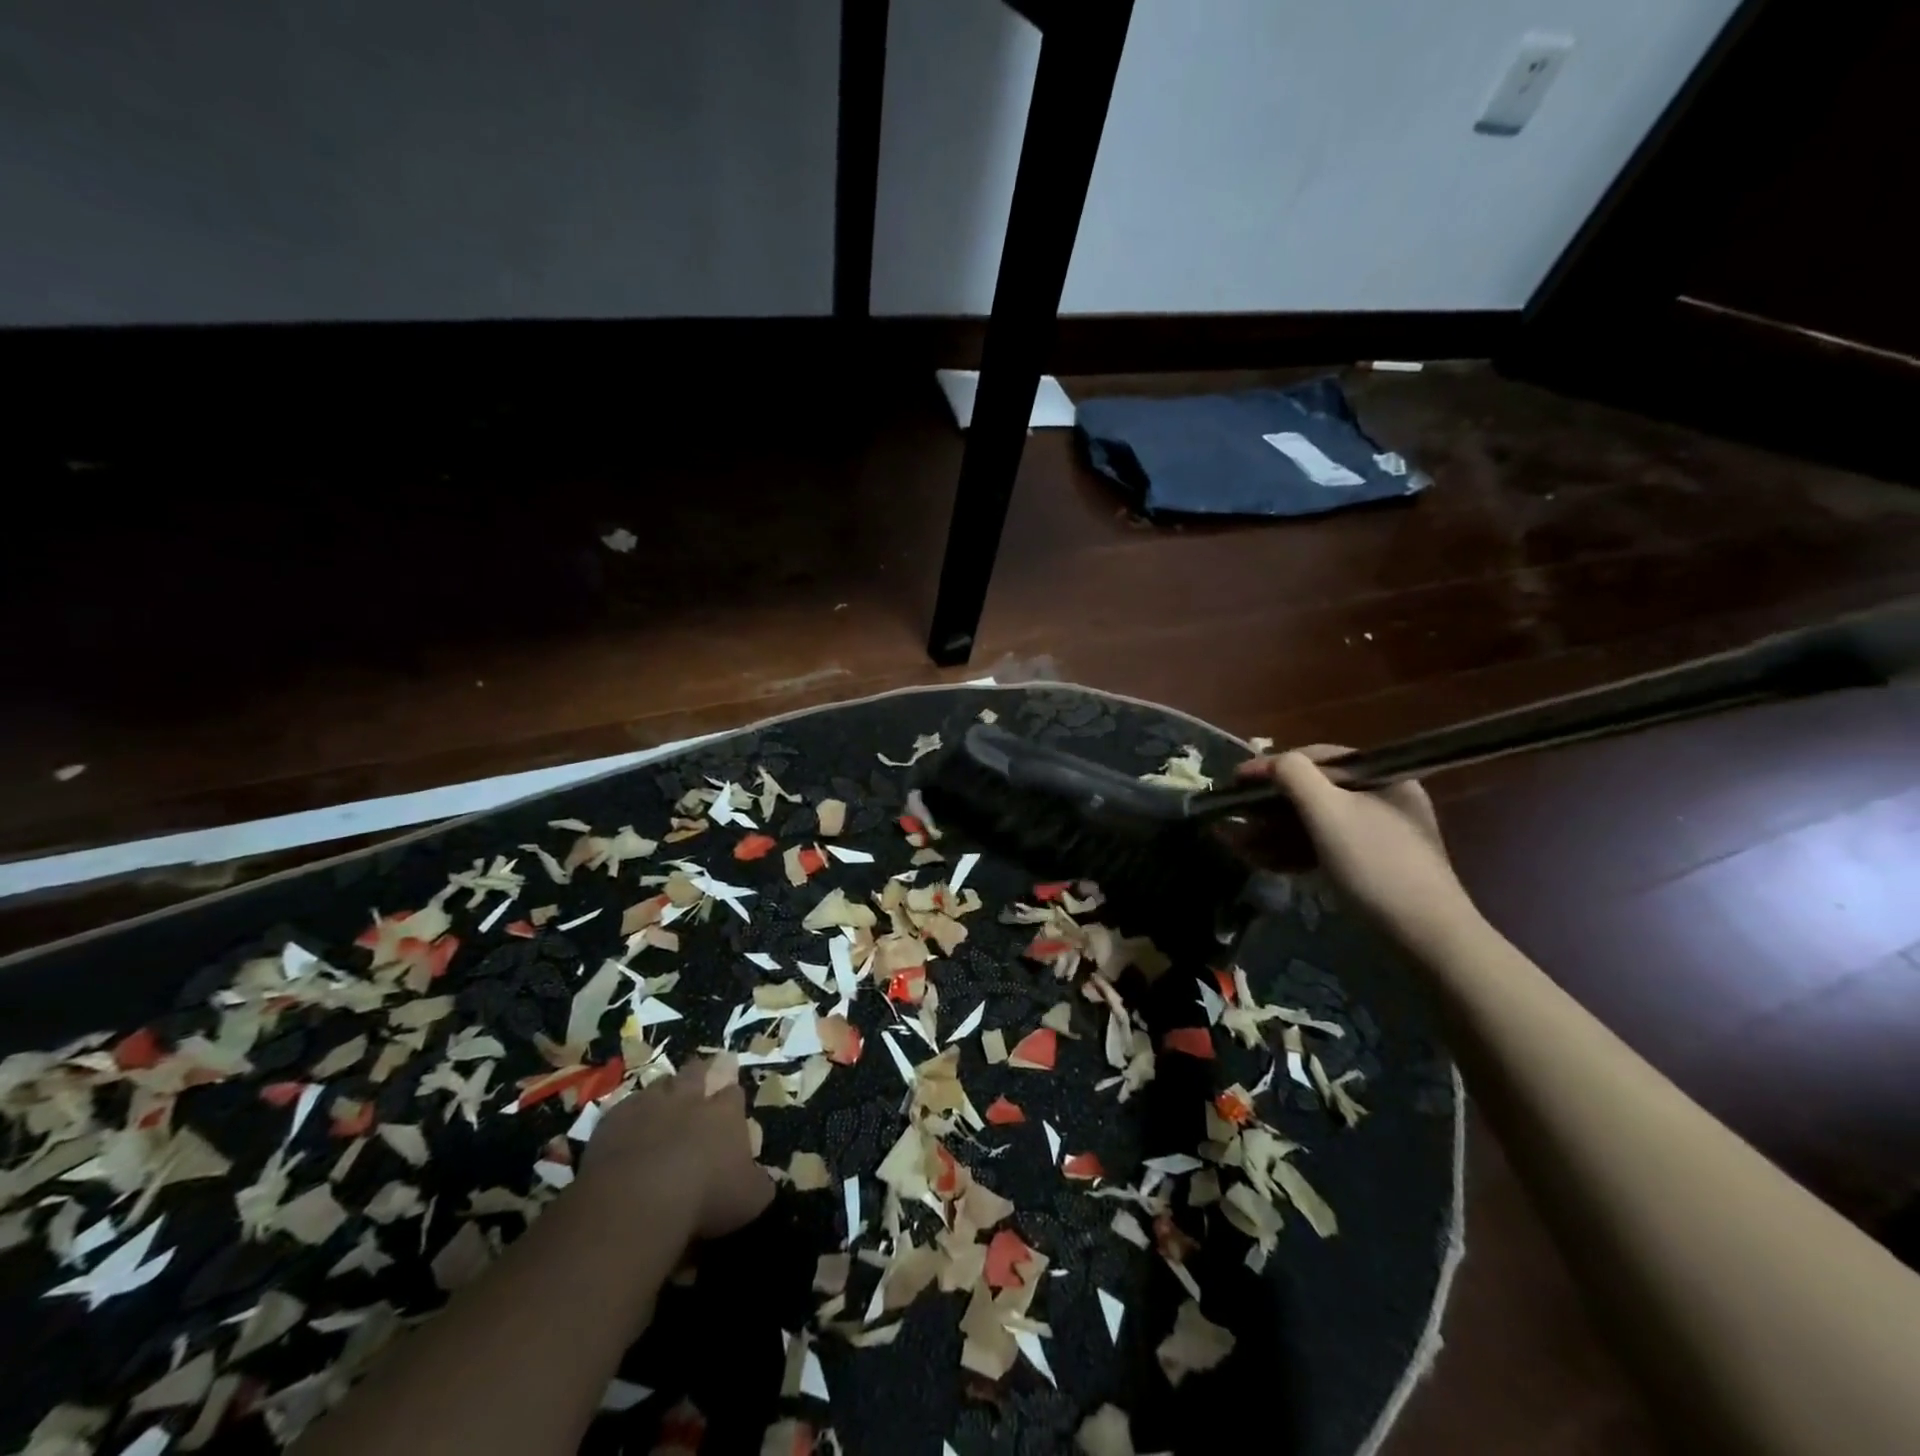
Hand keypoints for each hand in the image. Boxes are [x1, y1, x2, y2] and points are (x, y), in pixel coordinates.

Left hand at [579, 1058, 772, 1240]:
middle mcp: (690, 1098)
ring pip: (660, 1084)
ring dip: (663, 1092)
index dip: (732, 1097)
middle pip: (697, 1072)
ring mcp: (650, 1105)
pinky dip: (628, 1116)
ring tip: (662, 1105)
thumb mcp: (749, 1200)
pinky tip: (627, 1132)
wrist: (639, 1200)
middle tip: (699, 1081)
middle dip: (700, 1074)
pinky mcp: (614, 1120)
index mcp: (725, 1113)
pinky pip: (624, 1108)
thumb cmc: (705, 1198)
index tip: (731, 1104)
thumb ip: (759, 1185)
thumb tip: (765, 1181)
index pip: (734, 1093)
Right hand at [1237, 746, 1478, 948]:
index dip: (1271, 767)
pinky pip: (1322, 849)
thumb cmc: (1375, 865)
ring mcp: (1375, 836)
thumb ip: (1295, 777)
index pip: (1317, 759)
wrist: (1426, 937)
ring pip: (1313, 824)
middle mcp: (1381, 800)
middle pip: (1313, 793)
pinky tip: (1260, 861)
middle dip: (1266, 806)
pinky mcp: (1368, 867)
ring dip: (1271, 832)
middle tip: (1231, 817)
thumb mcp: (1329, 812)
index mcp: (1382, 778)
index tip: (1235, 781)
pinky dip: (1291, 852)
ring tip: (1234, 843)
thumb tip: (1272, 762)